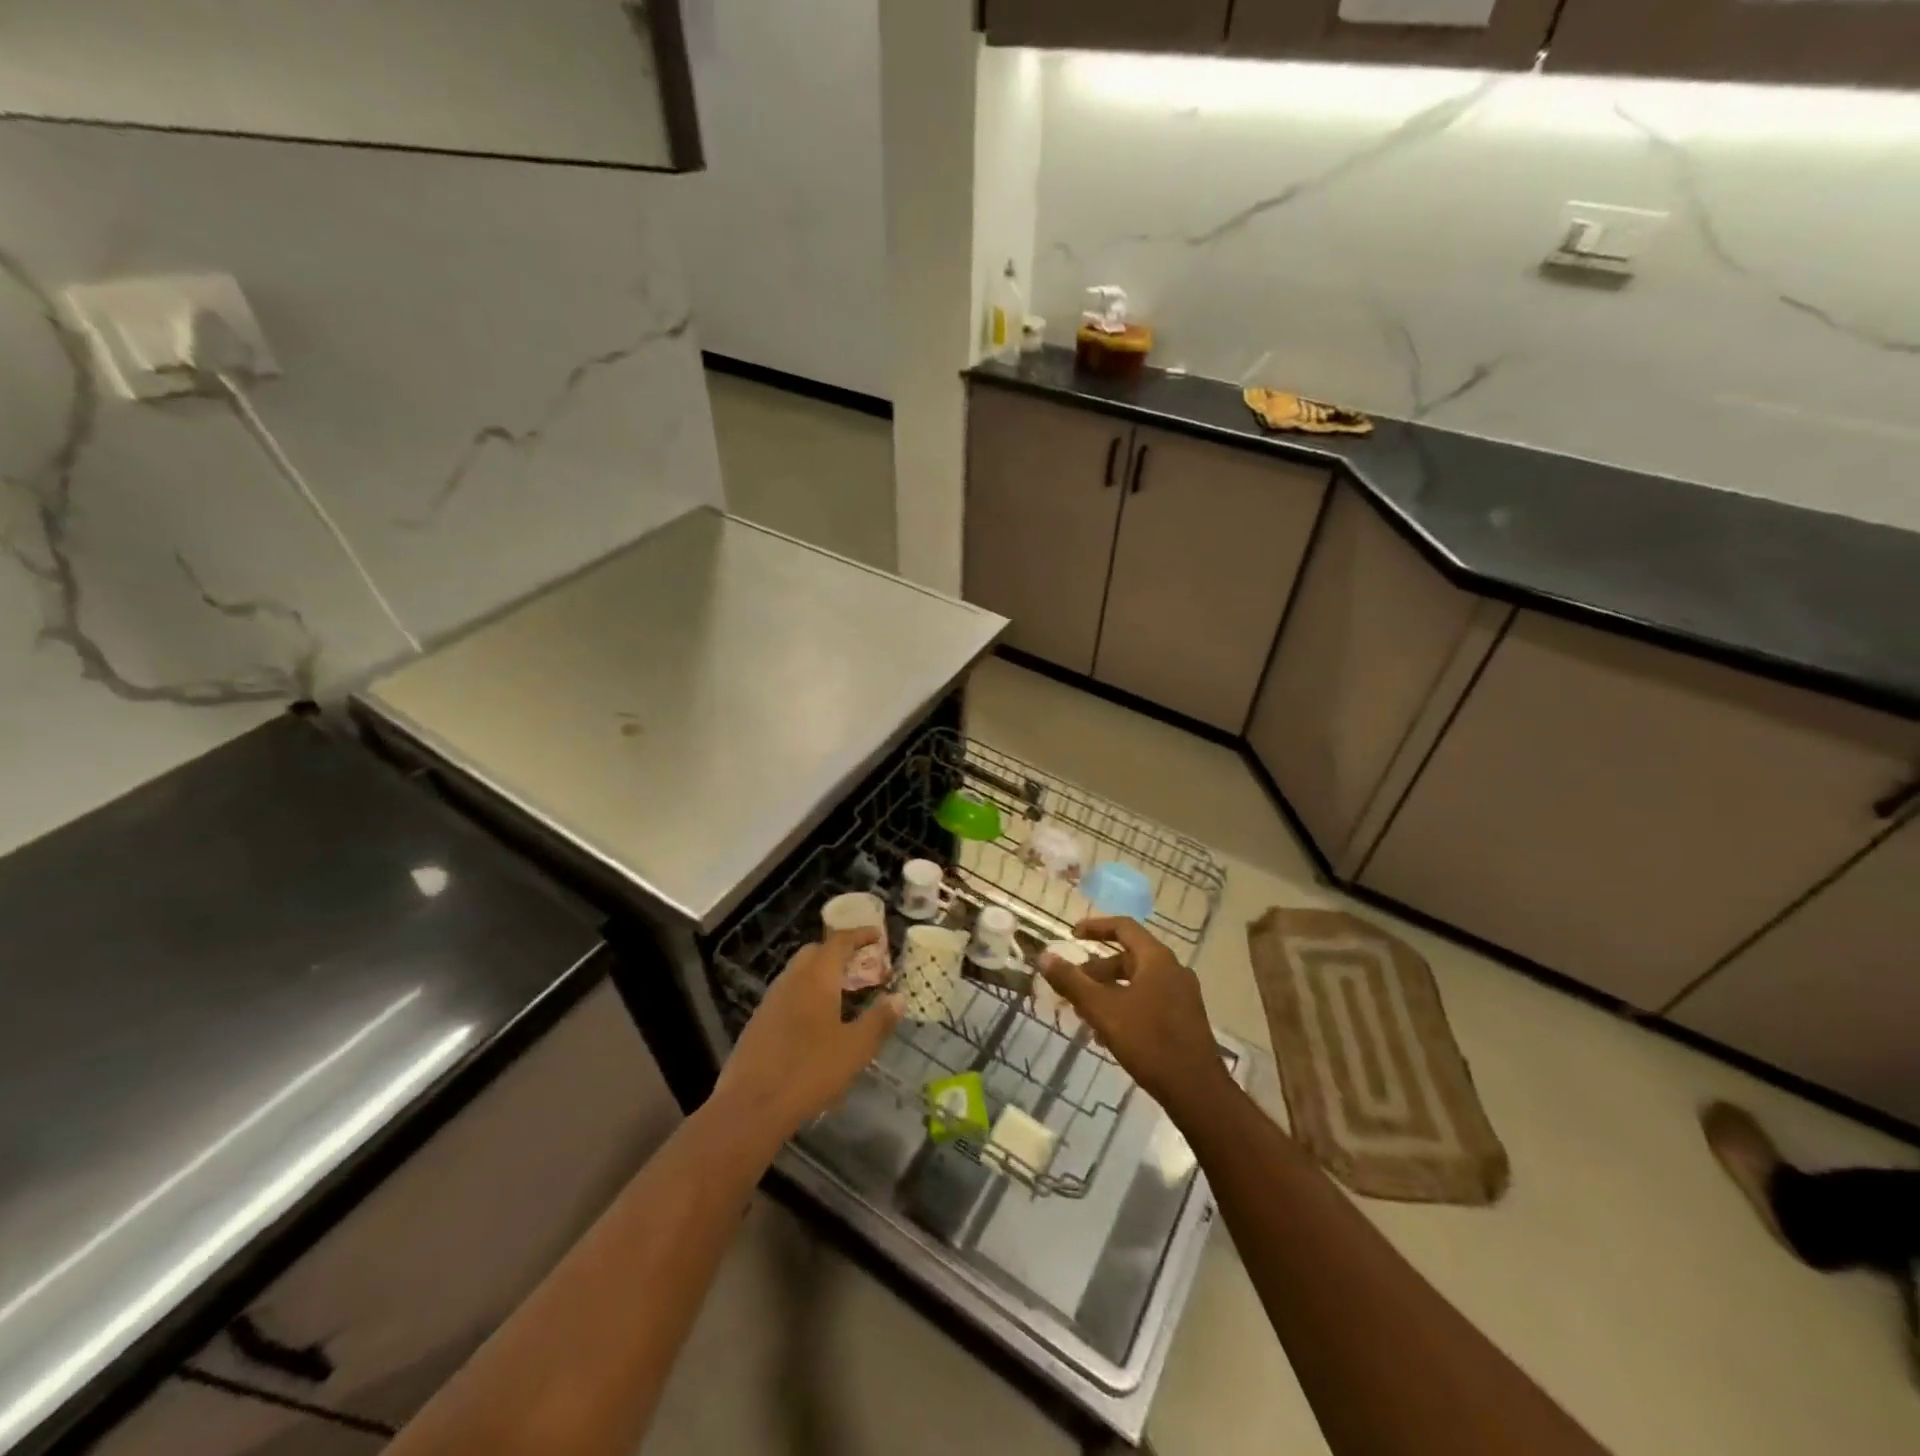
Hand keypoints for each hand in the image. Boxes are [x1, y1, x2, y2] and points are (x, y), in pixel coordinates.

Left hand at [716, 929, 902, 1137]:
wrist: (750, 1106)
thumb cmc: (810, 1071)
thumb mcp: (855, 1048)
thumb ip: (878, 1020)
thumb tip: (898, 997)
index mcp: (817, 978)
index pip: (839, 942)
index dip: (860, 934)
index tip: (878, 935)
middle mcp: (792, 980)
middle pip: (815, 951)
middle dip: (839, 950)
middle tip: (862, 963)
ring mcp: (771, 1000)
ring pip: (799, 972)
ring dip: (821, 971)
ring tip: (843, 990)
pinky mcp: (759, 1021)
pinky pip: (788, 992)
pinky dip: (807, 991)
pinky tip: (817, 1017)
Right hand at [1039, 917, 1231, 1114]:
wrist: (1197, 1092)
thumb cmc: (1149, 1042)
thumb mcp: (1103, 1010)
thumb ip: (1072, 982)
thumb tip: (1044, 957)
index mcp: (1157, 959)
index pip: (1124, 927)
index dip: (1095, 927)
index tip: (1072, 935)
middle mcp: (1173, 970)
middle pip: (1129, 957)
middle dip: (1097, 969)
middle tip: (1072, 985)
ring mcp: (1182, 995)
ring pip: (1137, 982)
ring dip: (1108, 991)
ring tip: (1084, 1013)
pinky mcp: (1184, 1019)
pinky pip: (1148, 1000)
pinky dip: (1125, 1006)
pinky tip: (1108, 1034)